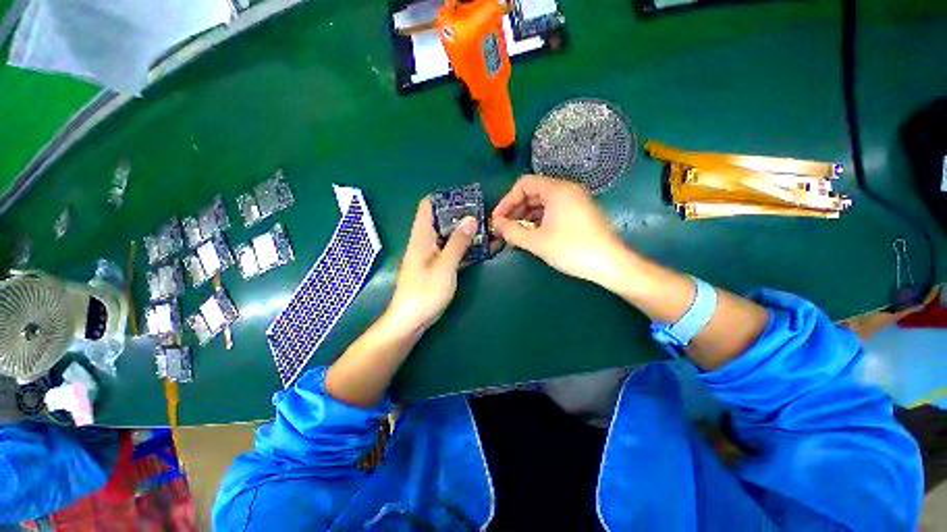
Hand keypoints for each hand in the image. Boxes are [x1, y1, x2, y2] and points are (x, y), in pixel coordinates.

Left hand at [386, 197, 477, 333]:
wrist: (410, 320)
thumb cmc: (425, 292)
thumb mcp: (445, 265)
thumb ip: (458, 242)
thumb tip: (471, 219)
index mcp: (421, 235)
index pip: (427, 206)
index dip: (444, 197)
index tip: (466, 197)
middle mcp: (425, 241)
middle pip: (441, 219)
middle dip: (461, 215)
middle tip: (483, 214)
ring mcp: (431, 254)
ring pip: (448, 235)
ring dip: (465, 232)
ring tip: (486, 229)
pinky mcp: (436, 266)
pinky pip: (451, 250)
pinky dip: (464, 247)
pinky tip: (480, 248)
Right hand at [491, 175, 631, 288]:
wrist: (611, 264)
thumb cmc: (572, 249)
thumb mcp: (537, 241)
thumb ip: (512, 231)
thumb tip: (496, 224)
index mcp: (557, 190)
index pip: (524, 184)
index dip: (507, 200)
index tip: (498, 219)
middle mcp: (567, 190)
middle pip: (533, 193)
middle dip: (515, 210)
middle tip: (504, 228)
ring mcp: (575, 201)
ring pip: (542, 203)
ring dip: (526, 217)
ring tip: (515, 235)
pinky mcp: (579, 213)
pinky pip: (553, 211)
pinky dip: (539, 221)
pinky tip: (531, 235)